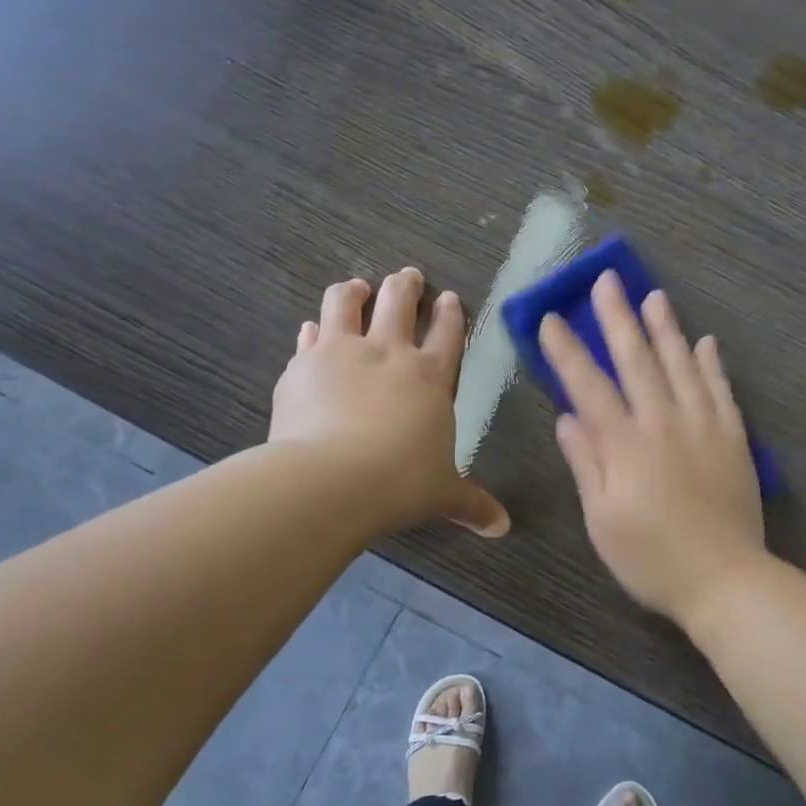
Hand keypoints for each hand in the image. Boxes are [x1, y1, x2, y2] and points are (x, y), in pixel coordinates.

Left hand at [270, 268, 508, 537]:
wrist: (331, 480)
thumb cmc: (401, 483)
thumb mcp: (443, 495)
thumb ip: (472, 504)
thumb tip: (502, 528)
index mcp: (430, 377)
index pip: (447, 335)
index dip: (451, 314)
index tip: (449, 298)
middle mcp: (387, 354)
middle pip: (399, 302)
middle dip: (406, 286)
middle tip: (408, 276)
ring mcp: (341, 353)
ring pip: (346, 303)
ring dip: (354, 292)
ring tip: (356, 287)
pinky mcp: (302, 366)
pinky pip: (309, 337)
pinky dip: (314, 331)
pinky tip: (312, 330)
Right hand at [540, 271, 765, 621]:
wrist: (725, 579)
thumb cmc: (651, 558)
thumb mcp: (602, 520)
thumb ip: (586, 463)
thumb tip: (567, 418)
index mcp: (625, 445)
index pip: (589, 386)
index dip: (568, 351)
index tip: (551, 318)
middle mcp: (664, 423)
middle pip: (637, 360)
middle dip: (617, 318)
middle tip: (606, 280)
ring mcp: (703, 426)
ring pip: (681, 365)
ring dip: (665, 328)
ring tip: (654, 295)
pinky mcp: (733, 438)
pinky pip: (720, 390)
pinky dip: (711, 364)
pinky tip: (705, 341)